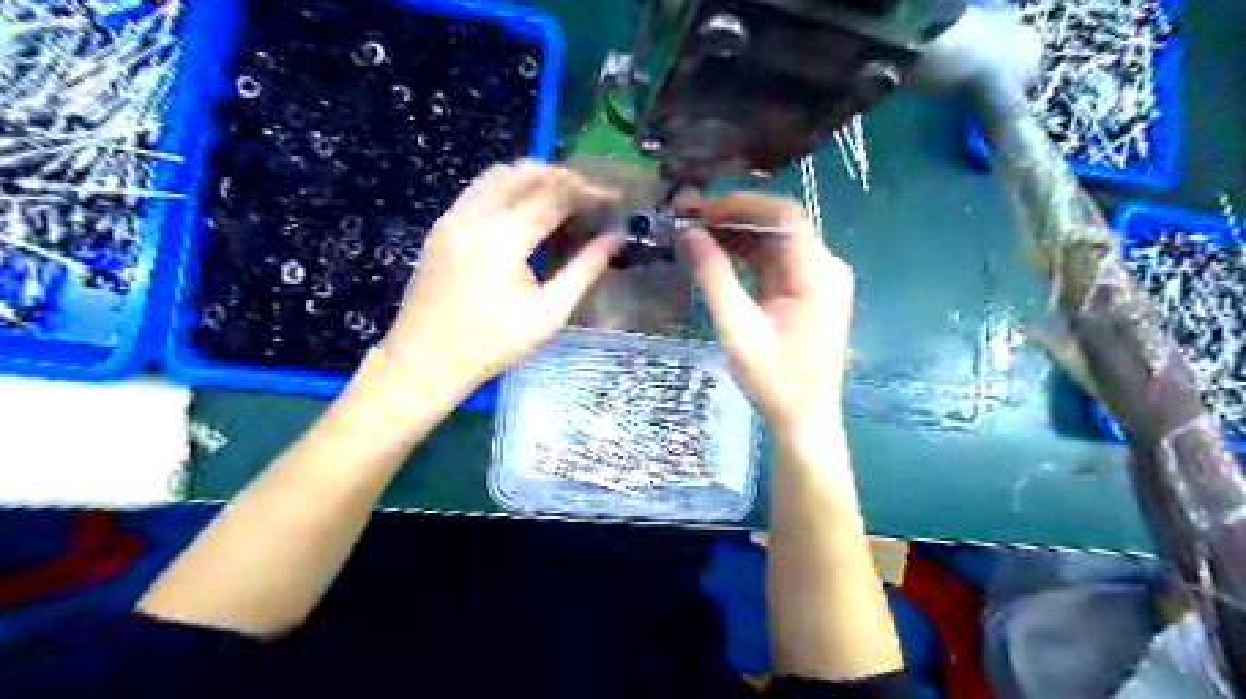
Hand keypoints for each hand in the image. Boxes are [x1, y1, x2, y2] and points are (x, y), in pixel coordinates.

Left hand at [381, 159, 619, 394]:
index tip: (614, 199)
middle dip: (565, 178)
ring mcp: (452, 217)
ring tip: (563, 200)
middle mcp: (474, 216)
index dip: (589, 192)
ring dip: (535, 178)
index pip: (554, 195)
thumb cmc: (491, 345)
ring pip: (499, 174)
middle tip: (591, 198)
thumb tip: (613, 239)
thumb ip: (583, 271)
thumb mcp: (548, 314)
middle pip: (526, 173)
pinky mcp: (441, 226)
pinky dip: (510, 188)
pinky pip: (481, 189)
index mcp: (502, 239)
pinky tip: (526, 213)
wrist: (424, 362)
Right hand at [677, 191, 851, 435]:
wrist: (803, 419)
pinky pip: (774, 261)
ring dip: (736, 234)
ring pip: (774, 241)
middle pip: (778, 223)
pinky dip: (745, 254)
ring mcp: (817, 279)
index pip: (782, 214)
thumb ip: (714, 276)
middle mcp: (824, 266)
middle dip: (732, 216)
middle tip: (687, 216)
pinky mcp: (806, 292)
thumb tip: (689, 234)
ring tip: (693, 232)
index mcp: (817, 272)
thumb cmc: (773, 379)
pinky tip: (715, 252)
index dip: (738, 204)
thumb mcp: (737, 327)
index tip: (698, 209)